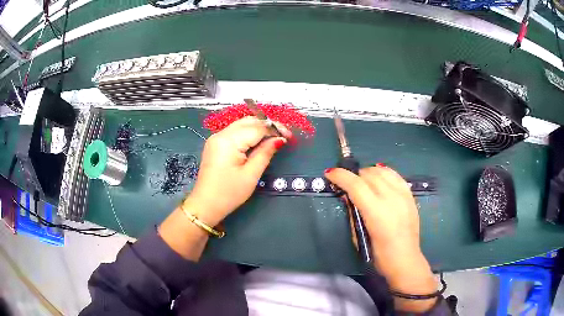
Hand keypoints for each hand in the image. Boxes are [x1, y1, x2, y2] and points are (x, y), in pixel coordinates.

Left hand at [184, 116, 290, 225]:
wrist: (205, 205)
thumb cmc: (229, 193)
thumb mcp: (251, 175)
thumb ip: (265, 153)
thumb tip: (280, 139)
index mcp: (228, 141)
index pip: (257, 127)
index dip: (275, 129)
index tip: (290, 137)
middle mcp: (220, 134)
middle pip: (248, 121)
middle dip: (267, 126)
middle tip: (283, 136)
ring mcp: (216, 138)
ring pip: (241, 124)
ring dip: (258, 128)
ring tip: (273, 138)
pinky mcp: (215, 144)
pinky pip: (235, 132)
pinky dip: (248, 133)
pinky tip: (258, 141)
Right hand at [325, 165, 437, 311]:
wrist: (405, 260)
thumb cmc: (378, 255)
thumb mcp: (359, 237)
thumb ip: (353, 214)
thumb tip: (347, 196)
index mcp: (377, 212)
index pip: (356, 185)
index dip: (341, 176)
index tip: (329, 174)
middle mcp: (391, 199)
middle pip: (369, 175)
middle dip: (354, 175)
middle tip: (347, 183)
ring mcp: (403, 196)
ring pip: (383, 171)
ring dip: (369, 172)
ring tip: (363, 180)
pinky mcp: (411, 196)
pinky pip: (396, 175)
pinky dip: (384, 173)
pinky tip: (379, 177)